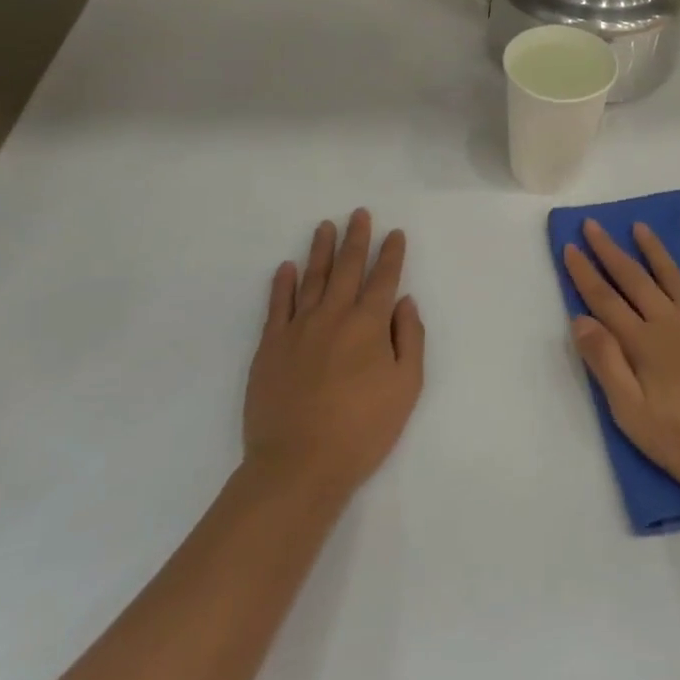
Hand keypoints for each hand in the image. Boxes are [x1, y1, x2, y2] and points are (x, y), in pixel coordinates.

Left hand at [242, 209, 424, 499]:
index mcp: (369, 325)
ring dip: (320, 250)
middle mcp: (334, 316)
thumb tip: (403, 302)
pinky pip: (277, 305)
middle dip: (356, 239)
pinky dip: (282, 284)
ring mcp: (298, 328)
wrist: (298, 465)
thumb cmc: (362, 430)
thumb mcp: (406, 387)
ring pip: (312, 278)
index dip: (391, 254)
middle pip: (347, 268)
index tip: (394, 233)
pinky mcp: (270, 347)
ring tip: (325, 226)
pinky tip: (286, 267)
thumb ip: (409, 339)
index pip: (384, 278)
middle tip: (358, 214)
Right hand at [562, 220, 679, 497]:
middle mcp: (670, 322)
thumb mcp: (633, 415)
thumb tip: (580, 320)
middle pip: (634, 279)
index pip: (605, 300)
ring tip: (640, 227)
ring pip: (673, 276)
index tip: (570, 246)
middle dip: (610, 251)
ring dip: (654, 250)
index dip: (585, 273)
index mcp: (642, 343)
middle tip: (594, 225)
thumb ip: (606, 364)